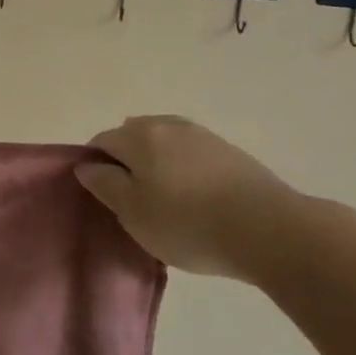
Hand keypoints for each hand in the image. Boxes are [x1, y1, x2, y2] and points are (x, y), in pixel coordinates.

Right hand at [77, 115, 302, 278]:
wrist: (269, 229)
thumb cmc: (188, 223)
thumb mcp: (133, 213)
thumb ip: (105, 185)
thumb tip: (86, 165)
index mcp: (138, 136)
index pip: (101, 141)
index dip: (95, 166)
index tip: (104, 197)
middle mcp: (167, 125)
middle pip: (133, 136)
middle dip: (128, 162)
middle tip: (135, 201)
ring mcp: (202, 135)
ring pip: (166, 144)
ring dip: (159, 164)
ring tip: (169, 202)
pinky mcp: (231, 152)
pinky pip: (193, 155)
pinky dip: (186, 171)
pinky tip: (198, 200)